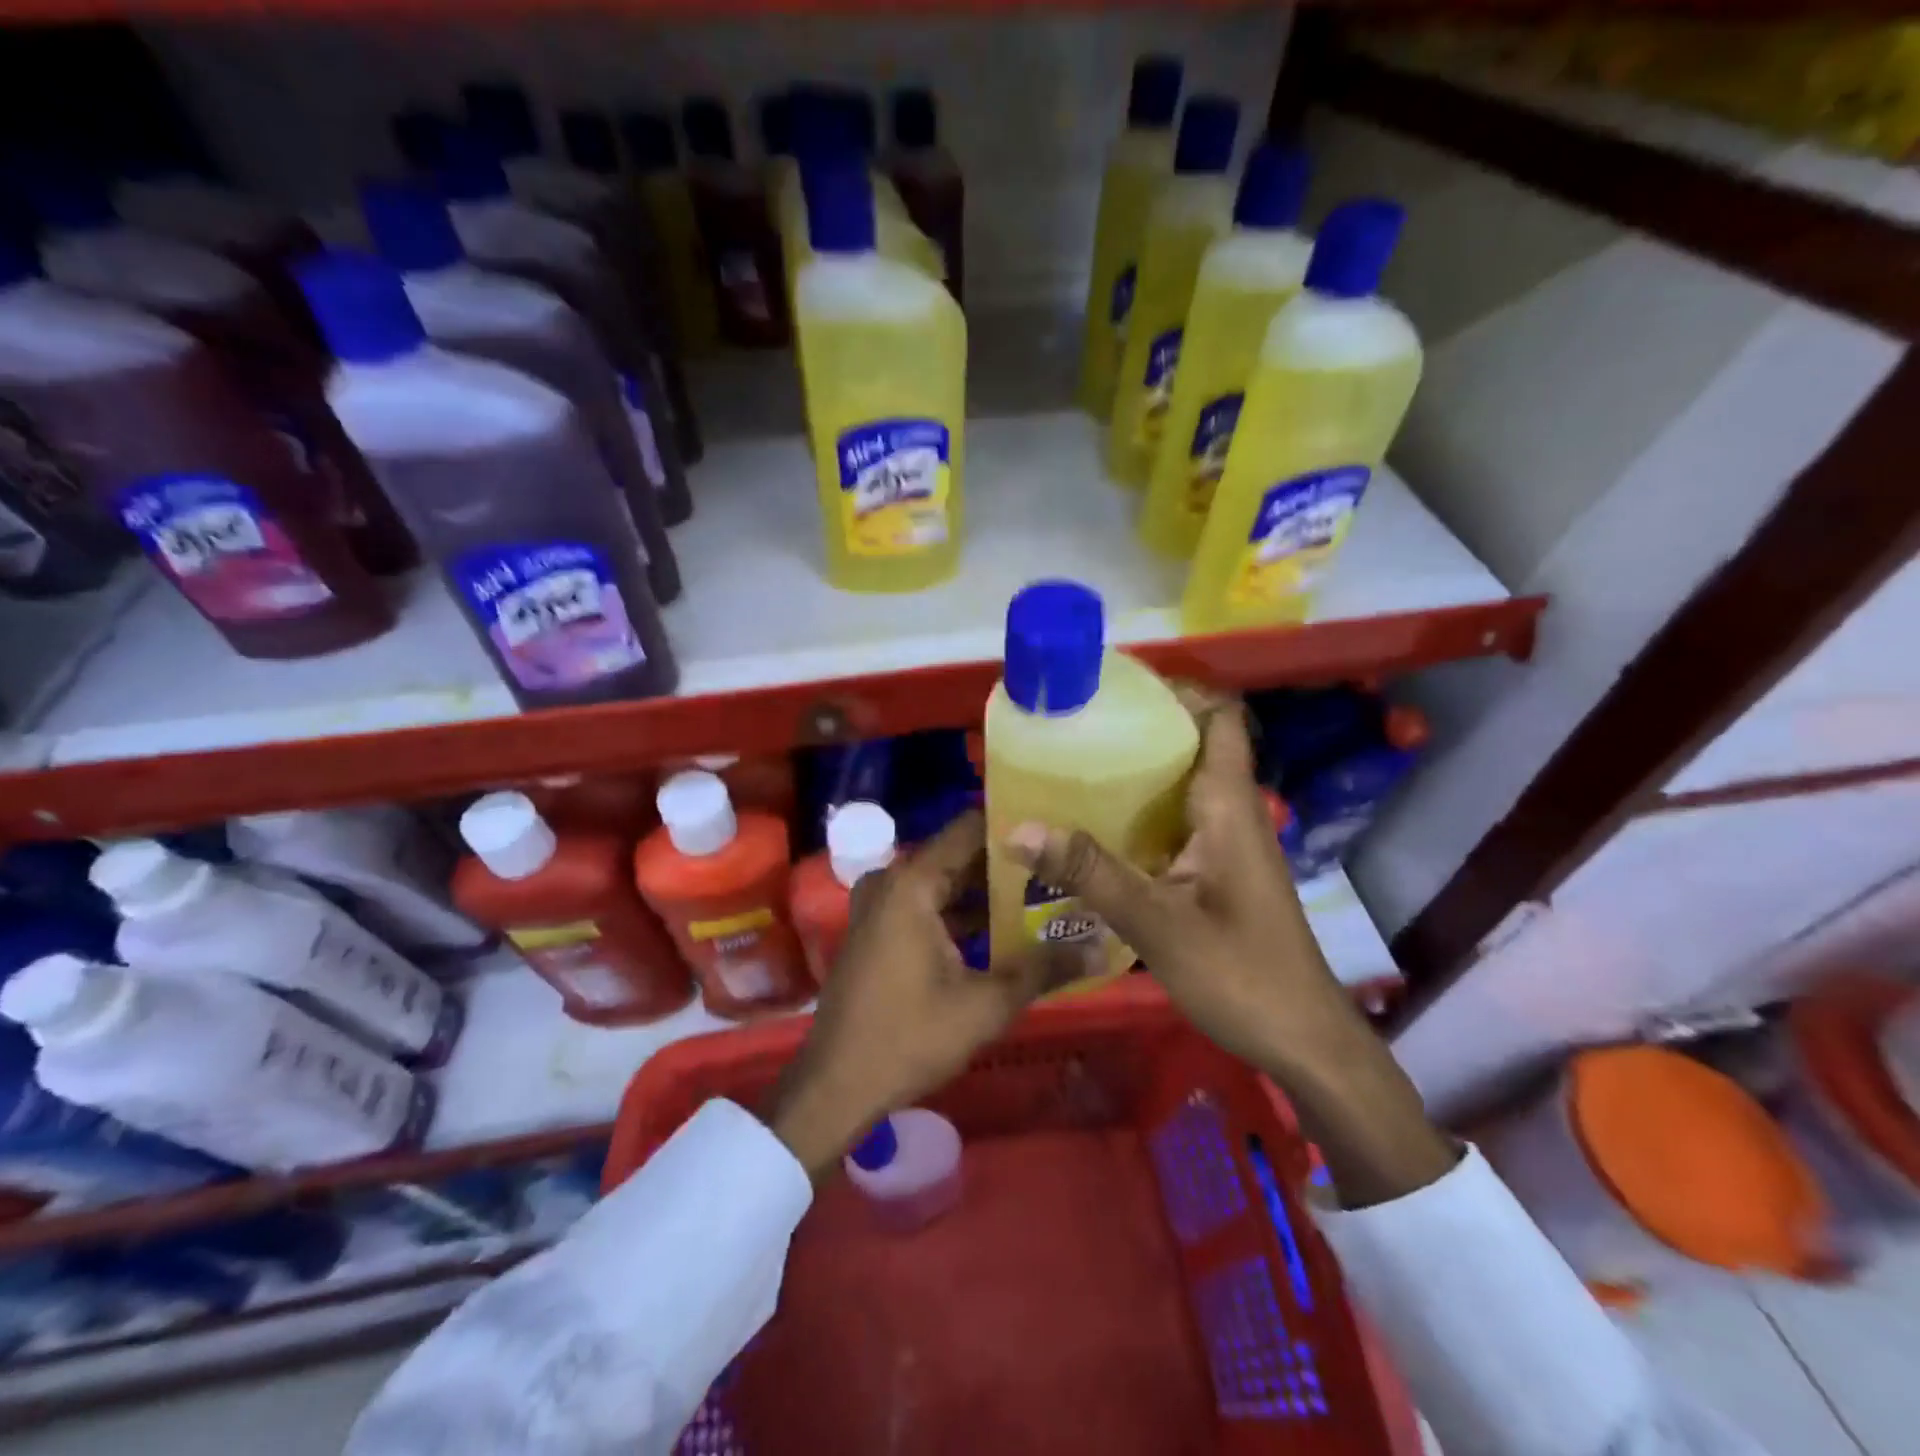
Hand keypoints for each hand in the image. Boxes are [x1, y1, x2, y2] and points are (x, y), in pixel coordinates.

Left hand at [769, 810, 1059, 1179]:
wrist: (836, 1085)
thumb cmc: (909, 1037)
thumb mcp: (986, 1005)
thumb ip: (1043, 968)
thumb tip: (1099, 946)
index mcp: (912, 882)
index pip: (971, 828)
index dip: (1016, 825)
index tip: (1059, 829)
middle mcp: (893, 880)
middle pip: (960, 855)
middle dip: (1010, 864)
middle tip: (1064, 867)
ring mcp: (880, 904)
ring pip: (945, 882)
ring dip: (988, 892)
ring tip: (1047, 895)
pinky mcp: (878, 928)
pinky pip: (928, 903)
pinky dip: (962, 913)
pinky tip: (1005, 930)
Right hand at [1005, 689, 1348, 1070]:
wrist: (1303, 1042)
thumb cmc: (1240, 974)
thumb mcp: (1156, 923)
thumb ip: (1089, 873)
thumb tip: (1019, 828)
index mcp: (1228, 806)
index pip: (1219, 718)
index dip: (1177, 692)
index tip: (1116, 690)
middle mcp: (1230, 813)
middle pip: (1191, 746)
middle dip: (1137, 731)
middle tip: (1073, 730)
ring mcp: (1226, 845)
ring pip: (1180, 788)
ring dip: (1134, 776)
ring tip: (1070, 771)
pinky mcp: (1217, 873)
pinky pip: (1174, 825)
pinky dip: (1137, 817)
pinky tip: (1092, 835)